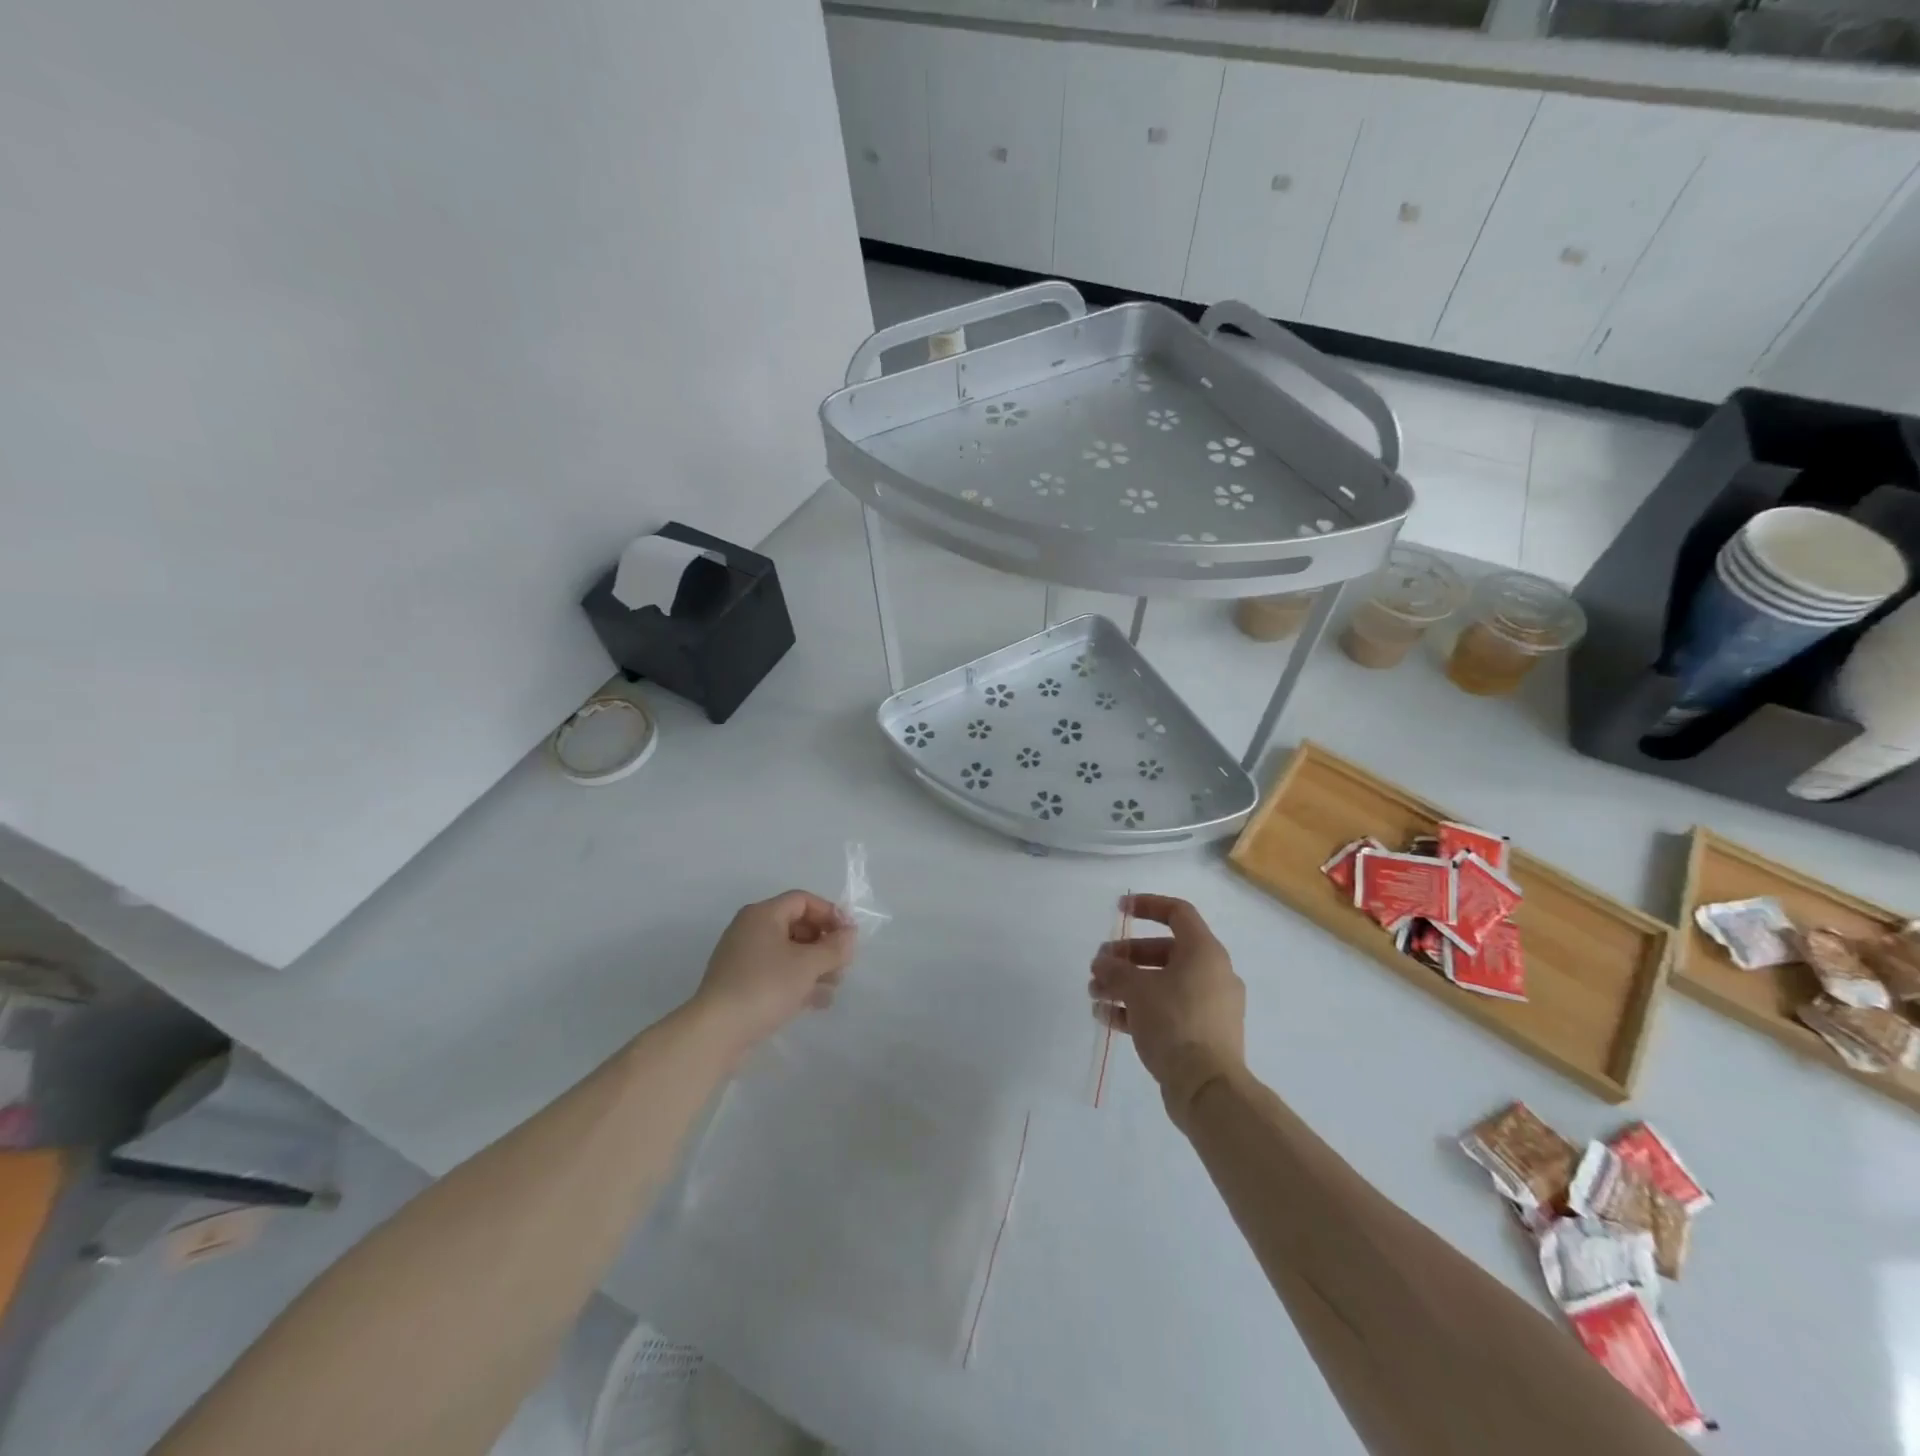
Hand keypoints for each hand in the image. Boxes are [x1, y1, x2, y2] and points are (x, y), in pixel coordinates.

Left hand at [691, 891, 856, 1055]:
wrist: (716, 1032)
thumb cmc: (765, 987)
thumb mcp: (808, 965)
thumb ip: (834, 947)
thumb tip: (849, 934)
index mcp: (763, 915)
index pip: (803, 900)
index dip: (830, 913)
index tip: (849, 936)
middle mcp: (751, 930)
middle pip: (797, 926)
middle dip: (824, 944)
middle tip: (843, 964)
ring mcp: (744, 958)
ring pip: (789, 953)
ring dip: (815, 966)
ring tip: (834, 987)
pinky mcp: (741, 984)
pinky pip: (777, 973)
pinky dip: (797, 982)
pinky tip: (817, 1002)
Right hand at [1089, 894, 1245, 1120]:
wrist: (1208, 1088)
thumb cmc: (1175, 1023)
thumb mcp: (1137, 989)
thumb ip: (1115, 969)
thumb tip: (1102, 963)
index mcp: (1205, 952)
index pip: (1177, 913)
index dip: (1146, 905)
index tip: (1118, 910)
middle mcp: (1212, 974)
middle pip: (1164, 950)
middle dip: (1127, 956)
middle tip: (1099, 965)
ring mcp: (1210, 1006)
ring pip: (1163, 983)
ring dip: (1126, 984)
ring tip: (1095, 994)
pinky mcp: (1203, 1034)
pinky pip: (1167, 1010)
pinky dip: (1139, 1009)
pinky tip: (1107, 1017)